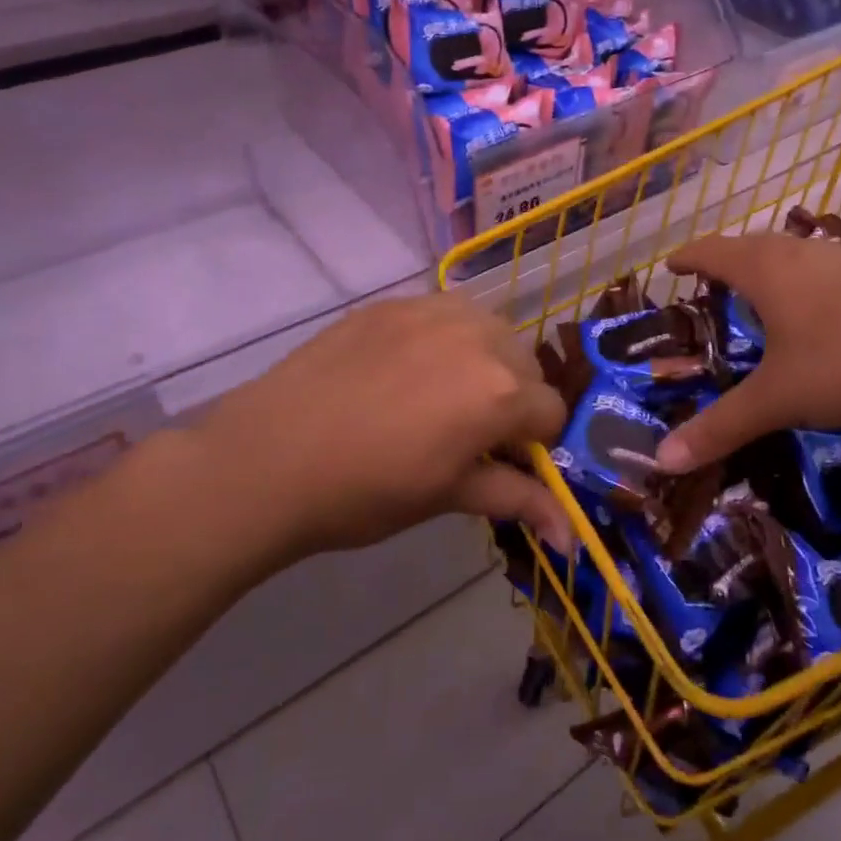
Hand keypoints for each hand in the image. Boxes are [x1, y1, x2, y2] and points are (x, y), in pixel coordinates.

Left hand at [179, 294, 571, 573]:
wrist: (268, 458)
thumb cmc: (365, 491)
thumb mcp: (448, 497)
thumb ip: (518, 501)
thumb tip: (573, 538)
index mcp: (501, 391)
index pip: (552, 411)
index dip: (534, 443)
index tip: (502, 461)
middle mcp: (480, 337)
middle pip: (527, 365)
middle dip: (513, 398)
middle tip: (469, 432)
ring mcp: (434, 311)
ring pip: (490, 330)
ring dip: (485, 360)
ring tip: (440, 394)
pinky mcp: (394, 302)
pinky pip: (445, 313)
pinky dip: (445, 338)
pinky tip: (406, 369)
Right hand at [653, 232, 840, 471]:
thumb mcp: (780, 399)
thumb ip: (722, 427)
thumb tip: (663, 459)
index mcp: (766, 270)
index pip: (712, 252)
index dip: (688, 258)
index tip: (670, 264)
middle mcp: (802, 253)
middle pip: (751, 246)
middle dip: (726, 261)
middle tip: (710, 283)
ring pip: (793, 254)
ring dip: (769, 269)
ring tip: (762, 295)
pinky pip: (827, 269)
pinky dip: (807, 282)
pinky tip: (823, 311)